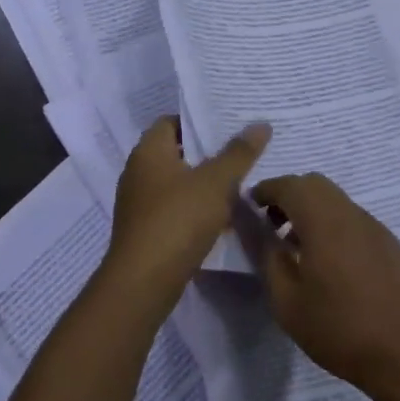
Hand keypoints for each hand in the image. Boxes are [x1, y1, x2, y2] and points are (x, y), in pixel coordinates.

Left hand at [103, 117, 270, 303]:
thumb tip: (261, 124)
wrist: (145, 280)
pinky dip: (196, 207)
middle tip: (242, 149)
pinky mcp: (146, 229)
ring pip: (177, 182)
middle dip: (207, 152)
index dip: (198, 119)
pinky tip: (223, 214)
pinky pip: (175, 208)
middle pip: (176, 152)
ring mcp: (139, 203)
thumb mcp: (216, 182)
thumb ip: (239, 153)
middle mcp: (138, 172)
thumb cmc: (178, 219)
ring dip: (204, 182)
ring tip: (240, 180)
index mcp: (148, 151)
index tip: (229, 122)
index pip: (171, 121)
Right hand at [250, 173, 399, 388]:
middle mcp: (352, 215)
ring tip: (297, 249)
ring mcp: (376, 228)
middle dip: (289, 196)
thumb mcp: (287, 301)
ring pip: (337, 201)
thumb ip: (268, 256)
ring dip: (312, 211)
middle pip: (316, 185)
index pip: (290, 185)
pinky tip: (331, 264)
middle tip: (272, 226)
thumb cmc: (339, 329)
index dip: (266, 190)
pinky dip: (334, 226)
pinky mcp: (391, 245)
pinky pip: (355, 220)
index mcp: (325, 222)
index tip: (250, 207)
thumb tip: (256, 228)